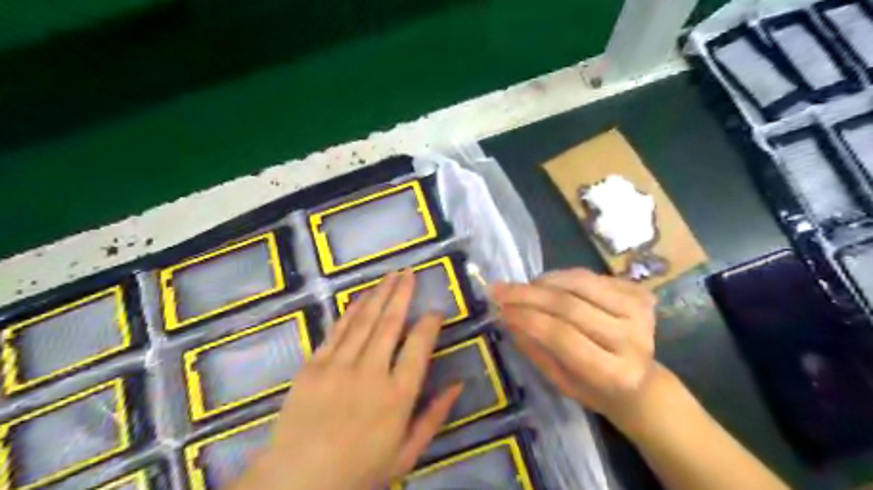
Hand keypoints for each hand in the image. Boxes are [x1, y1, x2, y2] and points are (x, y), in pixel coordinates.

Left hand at [233, 272, 463, 489]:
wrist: (298, 483)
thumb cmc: (359, 471)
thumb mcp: (407, 453)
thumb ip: (434, 416)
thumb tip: (458, 384)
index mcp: (397, 396)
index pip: (419, 346)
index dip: (429, 323)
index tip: (436, 310)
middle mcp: (370, 373)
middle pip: (391, 324)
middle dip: (402, 294)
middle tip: (410, 273)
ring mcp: (338, 366)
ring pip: (364, 321)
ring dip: (379, 295)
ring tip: (391, 275)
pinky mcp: (314, 366)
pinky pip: (337, 331)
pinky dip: (351, 311)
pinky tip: (361, 297)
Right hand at [491, 267, 654, 427]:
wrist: (642, 382)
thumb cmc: (594, 389)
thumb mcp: (560, 381)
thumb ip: (535, 348)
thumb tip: (506, 316)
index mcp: (614, 373)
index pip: (562, 336)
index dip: (527, 318)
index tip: (499, 309)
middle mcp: (632, 339)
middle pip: (569, 305)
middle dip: (527, 294)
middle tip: (498, 289)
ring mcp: (640, 312)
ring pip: (578, 282)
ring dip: (542, 282)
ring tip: (521, 288)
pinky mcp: (640, 293)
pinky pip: (589, 276)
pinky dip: (561, 277)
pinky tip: (546, 286)